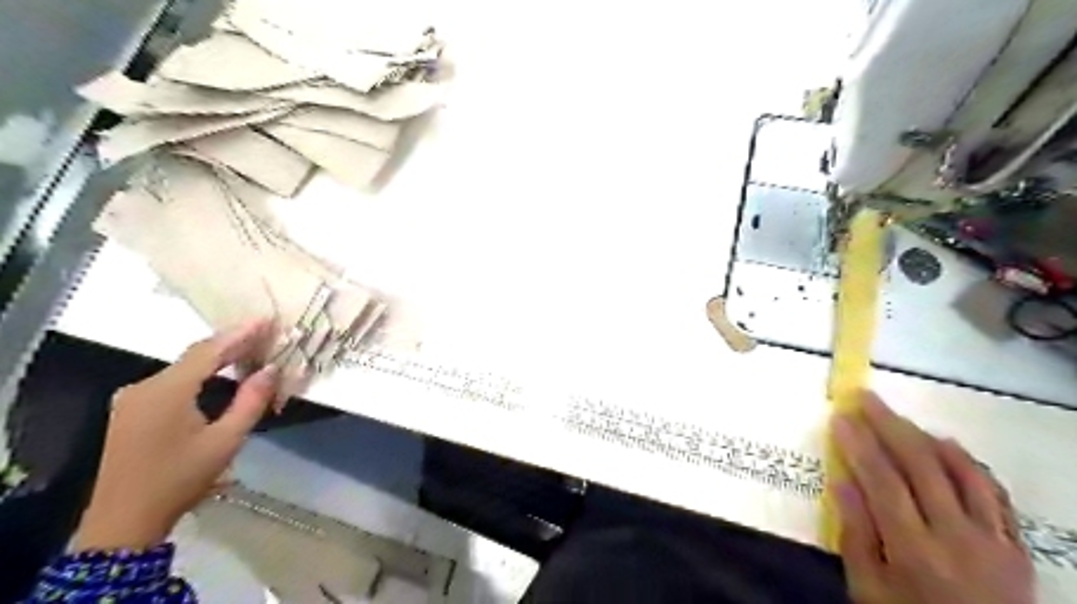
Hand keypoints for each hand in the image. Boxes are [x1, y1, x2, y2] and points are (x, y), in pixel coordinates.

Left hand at [73, 321, 276, 551]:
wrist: (123, 521)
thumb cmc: (180, 479)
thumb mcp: (225, 441)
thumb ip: (251, 400)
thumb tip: (272, 369)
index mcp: (166, 391)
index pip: (208, 350)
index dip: (240, 333)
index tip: (267, 319)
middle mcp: (144, 386)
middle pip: (195, 355)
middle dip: (232, 344)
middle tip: (266, 334)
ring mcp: (133, 398)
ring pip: (183, 368)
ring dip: (218, 359)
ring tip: (251, 352)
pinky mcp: (131, 410)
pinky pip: (172, 381)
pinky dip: (201, 374)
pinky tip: (221, 376)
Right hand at [831, 393, 1034, 603]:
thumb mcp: (867, 589)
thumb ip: (855, 533)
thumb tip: (842, 481)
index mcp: (913, 550)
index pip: (882, 481)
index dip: (860, 444)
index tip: (841, 417)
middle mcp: (957, 537)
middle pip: (921, 466)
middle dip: (890, 426)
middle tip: (867, 398)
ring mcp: (993, 540)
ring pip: (962, 473)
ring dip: (927, 437)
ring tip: (902, 418)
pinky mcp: (1016, 546)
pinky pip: (995, 494)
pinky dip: (970, 464)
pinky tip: (950, 446)